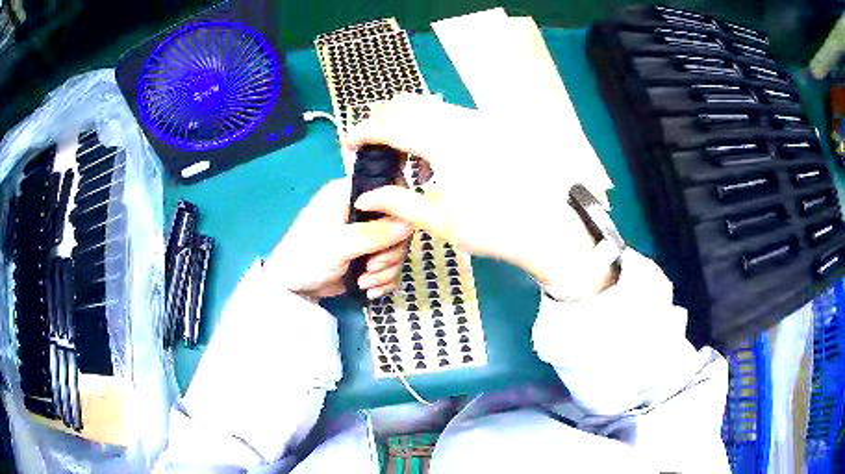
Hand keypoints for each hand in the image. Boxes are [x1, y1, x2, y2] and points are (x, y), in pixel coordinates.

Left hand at [264, 178, 413, 299]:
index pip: (388, 188)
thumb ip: (375, 233)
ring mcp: (366, 234)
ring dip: (386, 269)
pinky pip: (390, 264)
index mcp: (349, 194)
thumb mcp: (340, 243)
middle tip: (372, 267)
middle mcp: (361, 210)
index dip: (400, 209)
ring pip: (396, 247)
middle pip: (398, 223)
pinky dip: (383, 279)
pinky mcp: (368, 255)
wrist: (291, 287)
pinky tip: (369, 290)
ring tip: (365, 282)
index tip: (398, 232)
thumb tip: (410, 224)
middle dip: (390, 252)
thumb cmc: (308, 256)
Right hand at [344, 95, 614, 295]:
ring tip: (398, 154)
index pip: (391, 125)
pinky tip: (431, 157)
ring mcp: (478, 121)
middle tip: (370, 144)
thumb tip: (364, 197)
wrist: (546, 227)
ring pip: (429, 106)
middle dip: (381, 119)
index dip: (363, 131)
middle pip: (408, 104)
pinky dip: (429, 126)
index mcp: (443, 143)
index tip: (347, 143)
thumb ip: (398, 203)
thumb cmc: (492, 228)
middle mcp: (459, 122)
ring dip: (405, 122)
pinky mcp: (491, 127)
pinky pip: (449, 115)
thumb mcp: (440, 220)